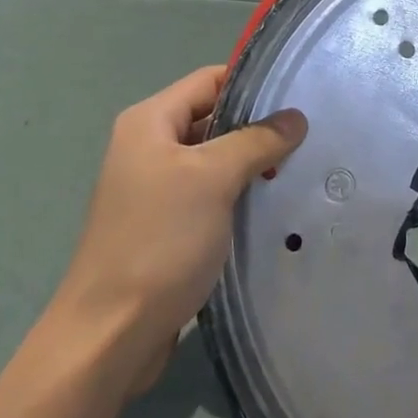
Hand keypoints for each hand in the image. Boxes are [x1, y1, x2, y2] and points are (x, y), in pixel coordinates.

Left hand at [52, 66, 306, 388]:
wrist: (109, 337)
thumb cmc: (159, 241)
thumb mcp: (214, 178)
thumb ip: (257, 140)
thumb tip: (295, 118)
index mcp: (149, 122)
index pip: (210, 80)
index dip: (252, 84)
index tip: (298, 97)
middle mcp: (148, 147)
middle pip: (213, 118)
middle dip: (258, 127)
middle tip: (307, 136)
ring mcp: (155, 189)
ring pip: (215, 160)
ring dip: (252, 165)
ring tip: (299, 169)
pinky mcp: (165, 226)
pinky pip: (210, 195)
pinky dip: (238, 196)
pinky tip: (273, 206)